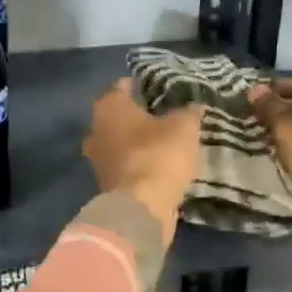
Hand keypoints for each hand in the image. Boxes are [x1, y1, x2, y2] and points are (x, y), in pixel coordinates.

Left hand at [83, 79, 203, 235]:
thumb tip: (196, 106)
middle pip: (116, 116)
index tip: (153, 86)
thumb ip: (189, 113)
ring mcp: (97, 159)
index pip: (121, 87)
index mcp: (109, 107)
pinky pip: (123, 164)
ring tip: (160, 140)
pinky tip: (155, 163)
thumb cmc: (159, 154)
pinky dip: (136, 162)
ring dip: (135, 141)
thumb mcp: (183, 127)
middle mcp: (95, 129)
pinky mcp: (105, 183)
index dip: (138, 85)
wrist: (142, 206)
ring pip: (117, 142)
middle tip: (159, 113)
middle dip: (134, 115)